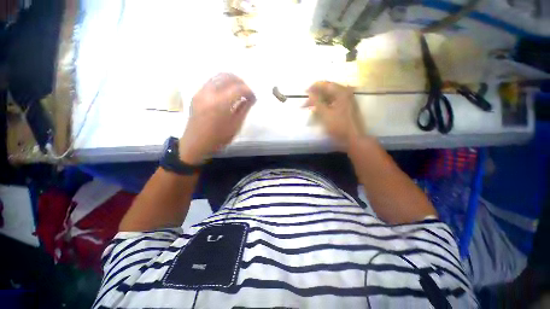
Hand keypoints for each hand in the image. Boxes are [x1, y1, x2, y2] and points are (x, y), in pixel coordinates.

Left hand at [179, 73, 255, 163]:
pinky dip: (222, 82)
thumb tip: (251, 99)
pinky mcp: (197, 93)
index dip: (249, 92)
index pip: (239, 89)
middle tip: (247, 92)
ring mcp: (201, 91)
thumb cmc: (218, 138)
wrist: (195, 143)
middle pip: (228, 77)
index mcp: (221, 103)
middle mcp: (210, 92)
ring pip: (218, 76)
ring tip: (238, 90)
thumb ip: (244, 109)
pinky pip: (212, 81)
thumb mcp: (235, 125)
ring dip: (231, 80)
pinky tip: (227, 92)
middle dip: (241, 82)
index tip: (254, 98)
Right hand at [305, 81, 363, 148]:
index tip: (304, 92)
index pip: (325, 84)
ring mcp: (347, 100)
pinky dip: (325, 105)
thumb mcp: (325, 114)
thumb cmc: (339, 126)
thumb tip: (310, 93)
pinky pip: (333, 102)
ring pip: (330, 97)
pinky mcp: (346, 107)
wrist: (353, 138)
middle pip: (328, 90)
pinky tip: (319, 110)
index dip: (313, 87)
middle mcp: (346, 93)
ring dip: (319, 101)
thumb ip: (317, 103)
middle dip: (315, 96)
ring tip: (310, 107)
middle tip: (306, 103)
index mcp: (342, 92)